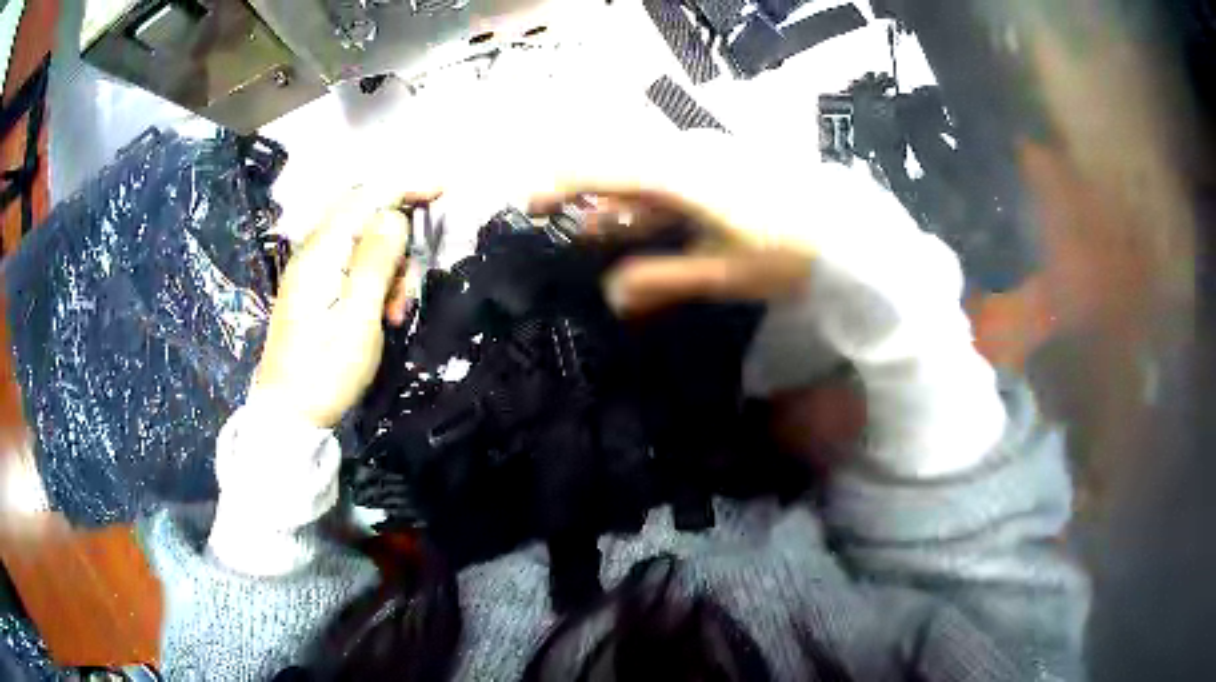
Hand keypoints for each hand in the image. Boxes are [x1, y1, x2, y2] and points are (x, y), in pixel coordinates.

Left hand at [252, 188, 434, 427]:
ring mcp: (313, 271)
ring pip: (363, 244)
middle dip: (398, 240)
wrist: (288, 416)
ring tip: (394, 313)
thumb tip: (394, 215)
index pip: (366, 196)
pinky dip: (374, 282)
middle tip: (406, 288)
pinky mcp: (316, 289)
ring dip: (389, 269)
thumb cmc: (324, 373)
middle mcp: (314, 252)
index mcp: (321, 253)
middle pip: (365, 216)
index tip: (443, 191)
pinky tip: (380, 314)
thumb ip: (375, 262)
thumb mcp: (357, 320)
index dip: (406, 187)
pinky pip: (353, 266)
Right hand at [528, 132, 815, 315]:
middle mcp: (690, 158)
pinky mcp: (721, 173)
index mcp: (684, 176)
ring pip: (645, 177)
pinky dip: (647, 207)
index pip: (608, 169)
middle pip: (621, 165)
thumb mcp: (724, 272)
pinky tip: (634, 228)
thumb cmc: (789, 253)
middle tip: (554, 221)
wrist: (849, 234)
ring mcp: (708, 163)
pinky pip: (669, 184)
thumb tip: (610, 294)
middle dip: (584, 193)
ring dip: (615, 204)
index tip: (528, 206)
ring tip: (586, 234)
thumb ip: (662, 279)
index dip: (563, 184)